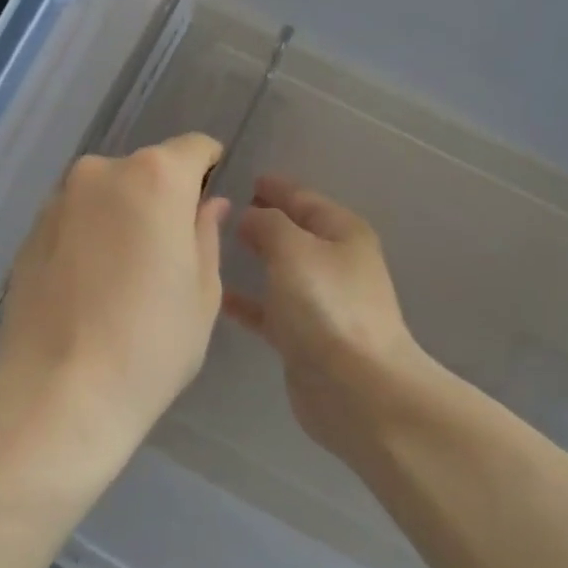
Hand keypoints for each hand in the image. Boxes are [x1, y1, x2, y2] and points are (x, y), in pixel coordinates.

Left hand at [0, 134, 230, 502]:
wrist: (56, 391)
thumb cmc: (150, 343)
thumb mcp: (201, 292)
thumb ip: (205, 234)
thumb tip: (208, 204)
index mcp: (154, 178)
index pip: (192, 148)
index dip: (207, 168)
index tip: (208, 201)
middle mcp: (100, 173)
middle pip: (145, 171)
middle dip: (162, 199)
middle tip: (168, 253)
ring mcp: (58, 201)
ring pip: (106, 196)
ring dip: (121, 218)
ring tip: (124, 277)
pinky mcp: (29, 232)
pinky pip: (75, 220)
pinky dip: (89, 237)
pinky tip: (90, 286)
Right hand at [223, 175, 444, 468]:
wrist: (356, 389)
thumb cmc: (326, 307)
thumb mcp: (293, 249)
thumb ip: (266, 224)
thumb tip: (249, 216)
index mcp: (342, 233)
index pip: (303, 198)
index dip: (275, 187)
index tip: (242, 178)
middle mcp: (335, 263)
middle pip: (293, 232)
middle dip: (261, 220)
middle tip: (220, 210)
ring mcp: (321, 302)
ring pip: (280, 270)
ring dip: (253, 258)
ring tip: (211, 247)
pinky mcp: (305, 337)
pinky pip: (269, 308)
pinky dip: (247, 300)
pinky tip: (215, 296)